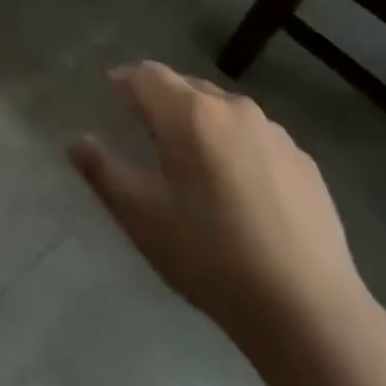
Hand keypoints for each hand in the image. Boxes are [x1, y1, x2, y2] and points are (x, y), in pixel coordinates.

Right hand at [69, 62, 368, 342]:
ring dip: (201, 123)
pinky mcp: (305, 163)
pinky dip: (237, 147)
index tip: (111, 95)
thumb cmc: (210, 256)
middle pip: (186, 87)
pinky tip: (240, 191)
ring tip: (193, 163)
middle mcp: (233, 108)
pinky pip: (257, 138)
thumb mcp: (141, 216)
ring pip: (224, 111)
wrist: (309, 311)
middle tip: (147, 132)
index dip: (124, 81)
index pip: (146, 74)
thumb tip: (76, 141)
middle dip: (162, 100)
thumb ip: (103, 171)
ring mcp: (275, 133)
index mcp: (189, 113)